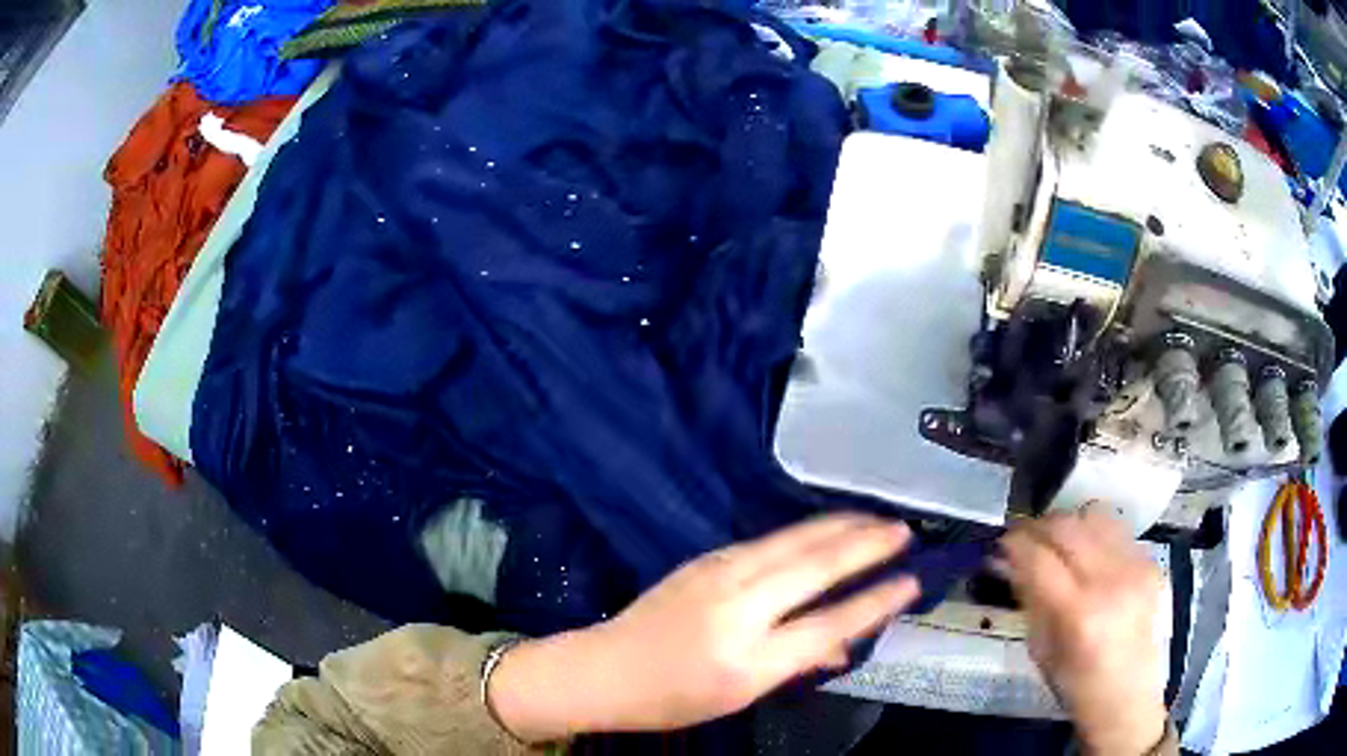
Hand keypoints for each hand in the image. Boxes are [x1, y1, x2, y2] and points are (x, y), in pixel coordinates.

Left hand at [488, 514, 920, 741]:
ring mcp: (717, 577)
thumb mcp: (740, 696)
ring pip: (792, 542)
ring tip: (874, 518)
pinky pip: (767, 542)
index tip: (911, 581)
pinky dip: (804, 532)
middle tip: (904, 530)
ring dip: (838, 527)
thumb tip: (843, 641)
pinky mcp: (704, 561)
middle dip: (866, 545)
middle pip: (814, 568)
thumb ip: (796, 664)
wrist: (605, 669)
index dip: (875, 602)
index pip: (828, 624)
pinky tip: (823, 529)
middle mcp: (737, 609)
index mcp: (749, 659)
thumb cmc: (674, 698)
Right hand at [993, 506, 1168, 755]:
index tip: (1001, 543)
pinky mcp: (1150, 562)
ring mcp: (1135, 567)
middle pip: (1068, 526)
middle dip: (1039, 526)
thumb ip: (1029, 599)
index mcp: (1078, 613)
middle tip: (1025, 538)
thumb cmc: (1076, 685)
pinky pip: (1117, 531)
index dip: (1015, 544)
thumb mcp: (1041, 650)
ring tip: (1058, 542)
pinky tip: (1089, 557)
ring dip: (1070, 524)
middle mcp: (1110, 581)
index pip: (1039, 558)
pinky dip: (1096, 536)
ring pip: (1096, 515)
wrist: (1127, 696)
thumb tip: (1008, 561)